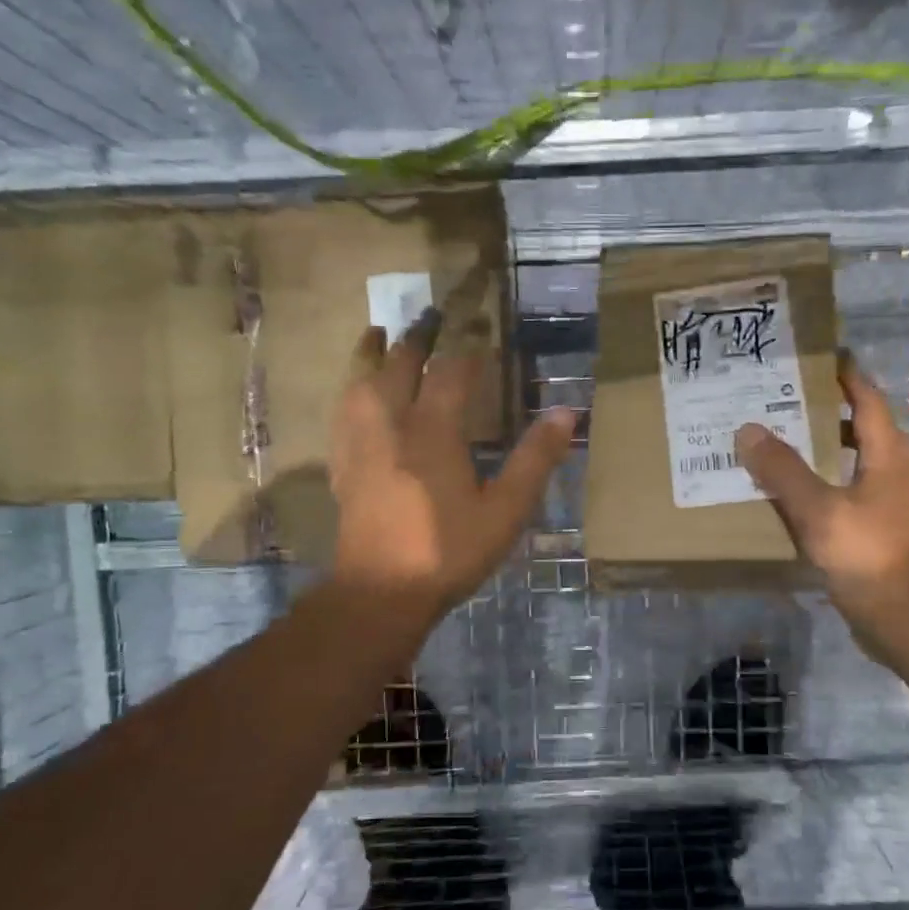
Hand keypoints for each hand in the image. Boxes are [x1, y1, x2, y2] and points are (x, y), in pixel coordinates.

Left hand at [329, 317, 576, 634]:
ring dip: (371, 354)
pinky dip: (349, 391)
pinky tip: (352, 395)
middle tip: (429, 316)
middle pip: (398, 366)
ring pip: (360, 384)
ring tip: (376, 333)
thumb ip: (535, 459)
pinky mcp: (343, 467)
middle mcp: (391, 426)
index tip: (480, 330)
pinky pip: (341, 414)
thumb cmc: (449, 550)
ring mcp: (360, 445)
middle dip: (416, 339)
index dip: (467, 349)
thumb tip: (567, 412)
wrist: (381, 593)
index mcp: (433, 431)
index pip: (450, 373)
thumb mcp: (506, 510)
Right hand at [735, 356, 908, 663]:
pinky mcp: (875, 527)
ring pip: (853, 460)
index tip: (816, 356)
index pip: (867, 398)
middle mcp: (892, 469)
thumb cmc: (869, 554)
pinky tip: (788, 492)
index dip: (845, 375)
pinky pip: (845, 490)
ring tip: (779, 442)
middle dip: (827, 411)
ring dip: (822, 448)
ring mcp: (886, 500)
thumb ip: (783, 470)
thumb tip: (748, 429)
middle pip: (861, 426)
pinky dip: (820, 481)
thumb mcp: (820, 510)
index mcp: (887, 453)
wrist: (906, 617)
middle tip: (784, 401)